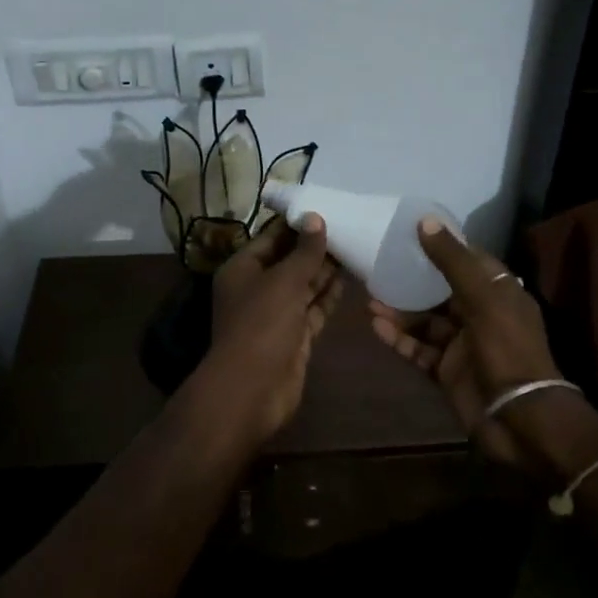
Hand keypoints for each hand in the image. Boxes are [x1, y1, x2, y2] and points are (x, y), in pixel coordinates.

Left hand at [204, 214, 343, 442]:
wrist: (253, 390)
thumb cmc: (261, 325)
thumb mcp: (284, 281)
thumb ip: (304, 252)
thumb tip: (316, 218)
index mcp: (242, 269)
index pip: (271, 237)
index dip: (296, 224)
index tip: (325, 208)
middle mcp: (257, 288)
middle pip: (288, 261)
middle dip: (314, 247)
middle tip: (348, 225)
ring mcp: (276, 314)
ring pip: (303, 285)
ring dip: (325, 270)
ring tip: (355, 245)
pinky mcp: (294, 336)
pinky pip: (313, 309)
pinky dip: (329, 295)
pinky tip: (350, 279)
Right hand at [370, 219, 572, 467]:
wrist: (521, 420)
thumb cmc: (508, 350)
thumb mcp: (483, 298)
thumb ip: (453, 261)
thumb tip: (425, 221)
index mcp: (499, 292)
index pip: (468, 260)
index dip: (442, 245)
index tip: (409, 231)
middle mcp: (481, 314)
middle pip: (441, 290)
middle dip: (412, 280)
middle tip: (379, 266)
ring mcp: (463, 344)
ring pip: (426, 321)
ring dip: (400, 311)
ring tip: (369, 299)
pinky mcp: (448, 371)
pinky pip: (419, 349)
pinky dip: (400, 339)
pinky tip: (377, 328)